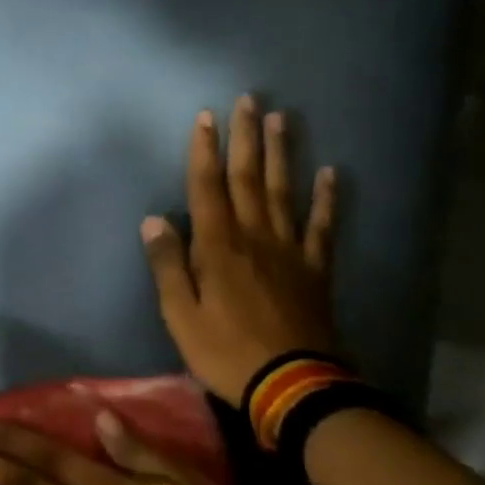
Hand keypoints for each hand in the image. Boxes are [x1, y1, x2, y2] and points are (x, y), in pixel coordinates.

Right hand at [143, 96, 337, 404]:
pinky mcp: (315, 269)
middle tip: (248, 100)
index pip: (207, 188)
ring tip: (281, 119)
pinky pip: (321, 226)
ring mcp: (290, 251)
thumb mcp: (180, 315)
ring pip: (284, 192)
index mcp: (218, 247)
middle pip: (249, 178)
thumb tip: (154, 219)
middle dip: (245, 138)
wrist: (293, 385)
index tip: (206, 117)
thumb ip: (168, 265)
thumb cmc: (225, 351)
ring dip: (281, 154)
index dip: (205, 151)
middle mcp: (255, 237)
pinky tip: (330, 174)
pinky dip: (326, 199)